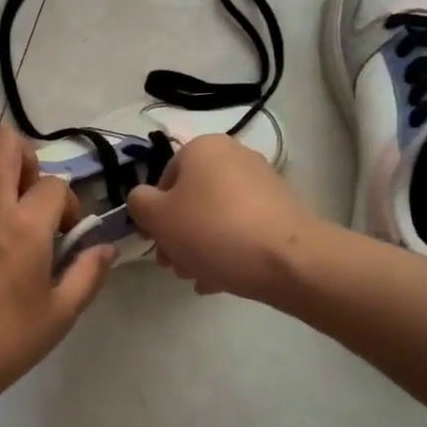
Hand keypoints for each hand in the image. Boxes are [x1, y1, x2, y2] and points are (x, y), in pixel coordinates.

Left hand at [0, 125, 115, 400]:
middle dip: (24, 159)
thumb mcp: (58, 315)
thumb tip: (106, 246)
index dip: (66, 204)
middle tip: (27, 197)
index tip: (62, 233)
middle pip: (3, 141)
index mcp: (24, 225)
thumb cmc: (0, 341)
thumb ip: (87, 274)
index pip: (54, 184)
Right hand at [126, 133, 317, 300]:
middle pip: (192, 198)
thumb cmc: (212, 230)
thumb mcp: (157, 217)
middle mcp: (233, 155)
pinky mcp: (282, 209)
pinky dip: (229, 248)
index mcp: (202, 148)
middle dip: (178, 234)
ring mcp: (262, 182)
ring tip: (197, 278)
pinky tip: (221, 279)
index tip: (156, 244)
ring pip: (216, 215)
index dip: (154, 215)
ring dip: (200, 246)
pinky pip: (243, 227)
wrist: (287, 259)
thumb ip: (139, 203)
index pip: (164, 179)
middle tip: (174, 266)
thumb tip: (144, 200)